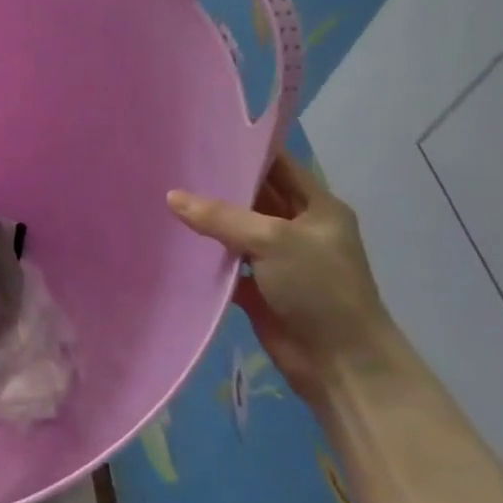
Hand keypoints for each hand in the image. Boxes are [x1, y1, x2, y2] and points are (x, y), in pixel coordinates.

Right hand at [168, 152, 397, 409]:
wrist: (340, 363)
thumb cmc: (320, 289)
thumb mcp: (274, 240)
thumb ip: (221, 217)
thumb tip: (172, 196)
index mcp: (317, 207)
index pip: (278, 166)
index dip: (244, 151)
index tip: (201, 139)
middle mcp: (297, 228)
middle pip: (253, 197)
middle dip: (218, 185)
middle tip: (172, 166)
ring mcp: (277, 259)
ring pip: (236, 230)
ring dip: (207, 220)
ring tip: (162, 198)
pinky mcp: (258, 287)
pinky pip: (226, 263)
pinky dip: (204, 256)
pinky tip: (172, 242)